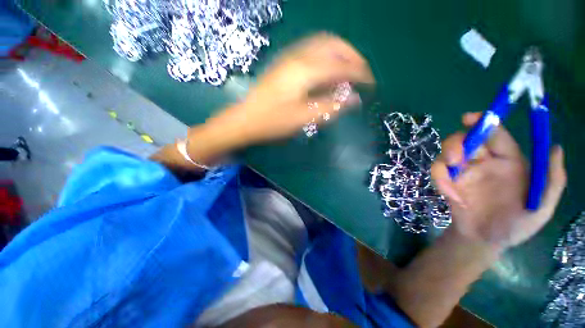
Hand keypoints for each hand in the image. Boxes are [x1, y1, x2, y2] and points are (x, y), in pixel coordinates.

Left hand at [208, 33, 373, 145]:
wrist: (245, 120)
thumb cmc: (273, 122)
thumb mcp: (304, 118)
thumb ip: (330, 107)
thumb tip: (354, 100)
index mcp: (306, 70)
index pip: (342, 65)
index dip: (360, 73)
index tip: (371, 84)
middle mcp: (299, 56)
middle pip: (334, 44)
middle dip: (352, 56)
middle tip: (361, 74)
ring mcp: (290, 57)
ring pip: (322, 44)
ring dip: (339, 55)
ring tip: (347, 73)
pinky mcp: (285, 63)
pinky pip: (312, 52)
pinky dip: (326, 58)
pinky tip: (327, 73)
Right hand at [431, 112, 565, 249]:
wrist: (486, 240)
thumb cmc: (517, 225)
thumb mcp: (542, 207)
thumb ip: (553, 180)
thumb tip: (555, 147)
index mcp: (509, 162)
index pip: (496, 136)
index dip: (484, 123)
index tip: (469, 118)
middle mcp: (484, 163)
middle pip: (465, 140)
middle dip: (457, 143)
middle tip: (457, 157)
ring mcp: (463, 173)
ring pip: (447, 153)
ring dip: (445, 158)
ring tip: (452, 175)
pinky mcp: (447, 182)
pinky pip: (438, 172)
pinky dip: (440, 180)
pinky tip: (451, 196)